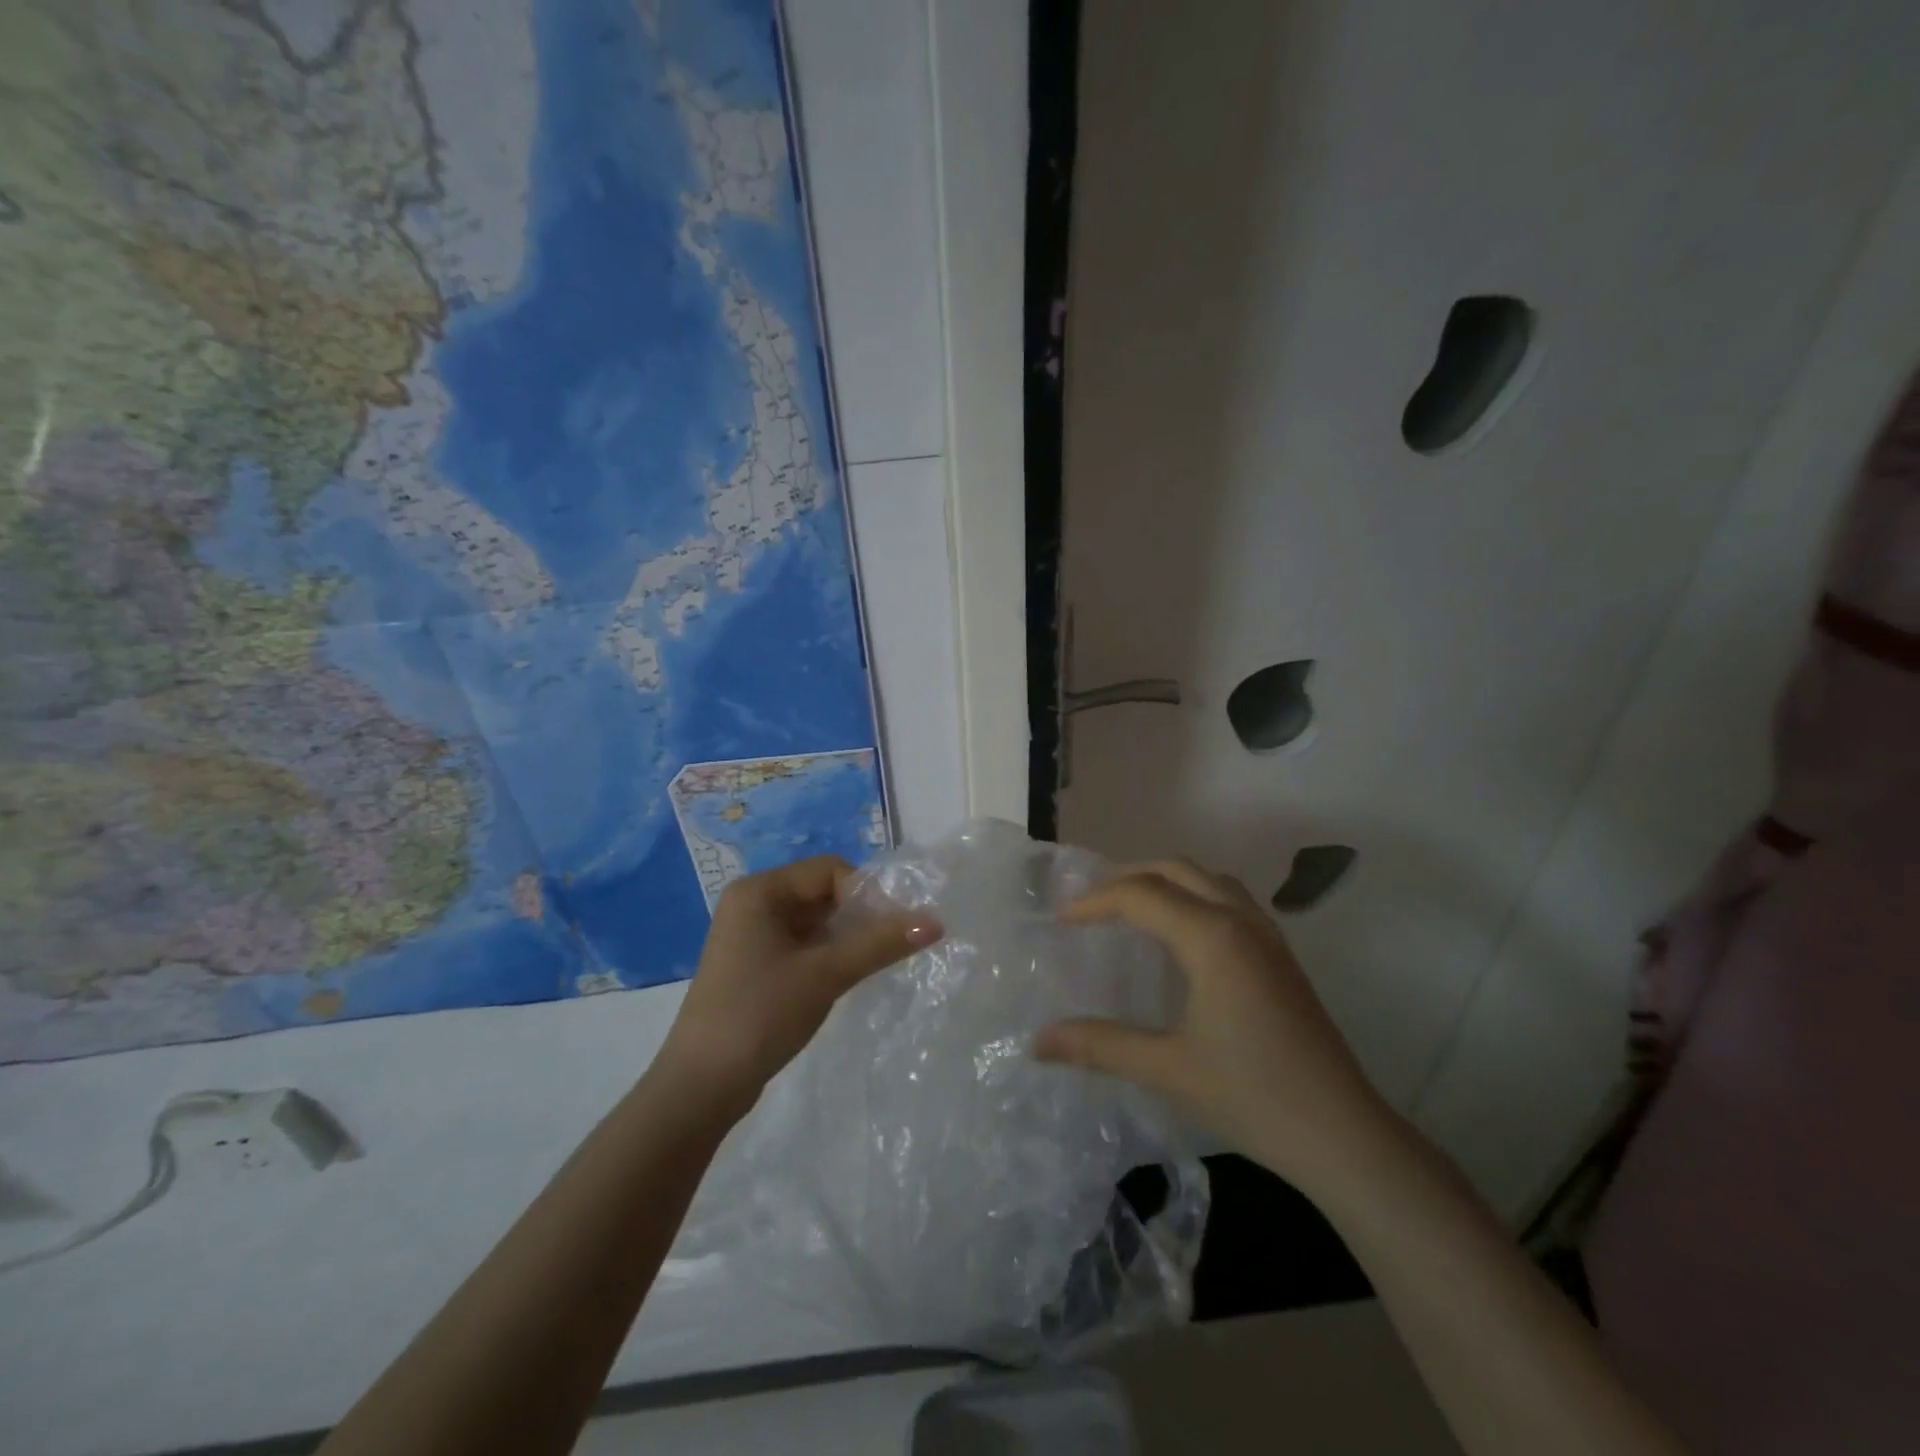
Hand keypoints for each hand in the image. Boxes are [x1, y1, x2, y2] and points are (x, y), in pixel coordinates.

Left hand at [657, 855, 941, 1113]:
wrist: (701, 1086)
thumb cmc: (760, 1015)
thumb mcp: (826, 974)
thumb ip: (880, 943)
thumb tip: (936, 922)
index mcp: (759, 891)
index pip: (828, 870)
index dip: (866, 893)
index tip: (892, 927)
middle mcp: (753, 904)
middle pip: (822, 892)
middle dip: (859, 915)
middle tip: (890, 946)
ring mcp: (751, 936)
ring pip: (815, 921)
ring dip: (847, 937)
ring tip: (875, 963)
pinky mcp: (755, 965)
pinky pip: (802, 944)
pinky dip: (829, 954)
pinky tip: (847, 977)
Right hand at [1034, 859, 1393, 1194]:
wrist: (1343, 1135)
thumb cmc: (1252, 1096)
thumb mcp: (1167, 1069)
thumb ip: (1100, 1046)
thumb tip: (1038, 1042)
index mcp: (1212, 937)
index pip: (1141, 895)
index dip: (1095, 901)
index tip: (1060, 920)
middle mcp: (1241, 922)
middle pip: (1176, 869)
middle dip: (1127, 876)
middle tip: (1090, 904)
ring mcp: (1268, 936)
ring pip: (1208, 878)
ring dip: (1165, 880)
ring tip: (1131, 907)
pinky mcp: (1281, 957)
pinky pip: (1230, 899)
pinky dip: (1194, 895)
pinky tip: (1182, 935)